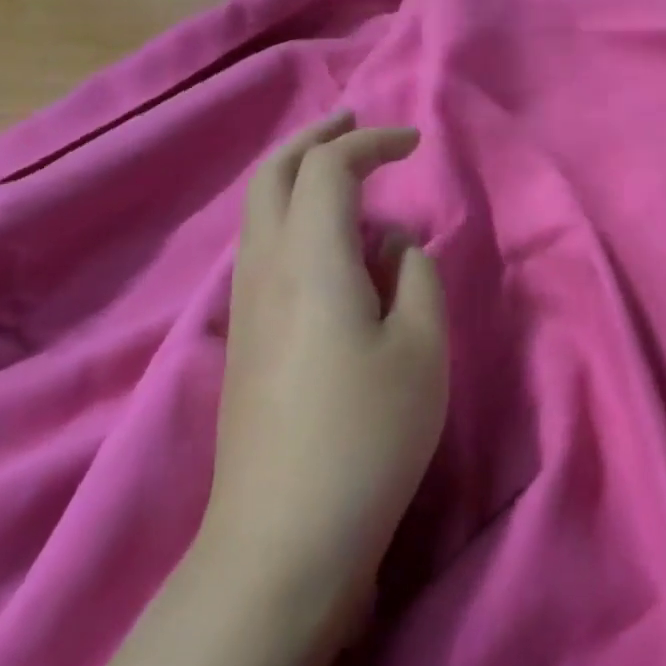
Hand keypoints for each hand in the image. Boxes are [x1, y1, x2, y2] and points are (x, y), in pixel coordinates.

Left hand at [205, 114, 448, 639]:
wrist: (282, 542)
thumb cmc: (368, 437)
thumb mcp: (423, 349)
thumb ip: (417, 278)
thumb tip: (393, 247)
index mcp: (310, 262)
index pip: (328, 169)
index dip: (371, 142)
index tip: (414, 145)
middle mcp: (264, 271)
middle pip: (272, 176)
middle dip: (315, 139)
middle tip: (355, 123)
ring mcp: (244, 308)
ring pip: (259, 213)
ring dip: (298, 177)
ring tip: (345, 175)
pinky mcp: (242, 341)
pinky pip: (262, 249)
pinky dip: (293, 218)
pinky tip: (330, 245)